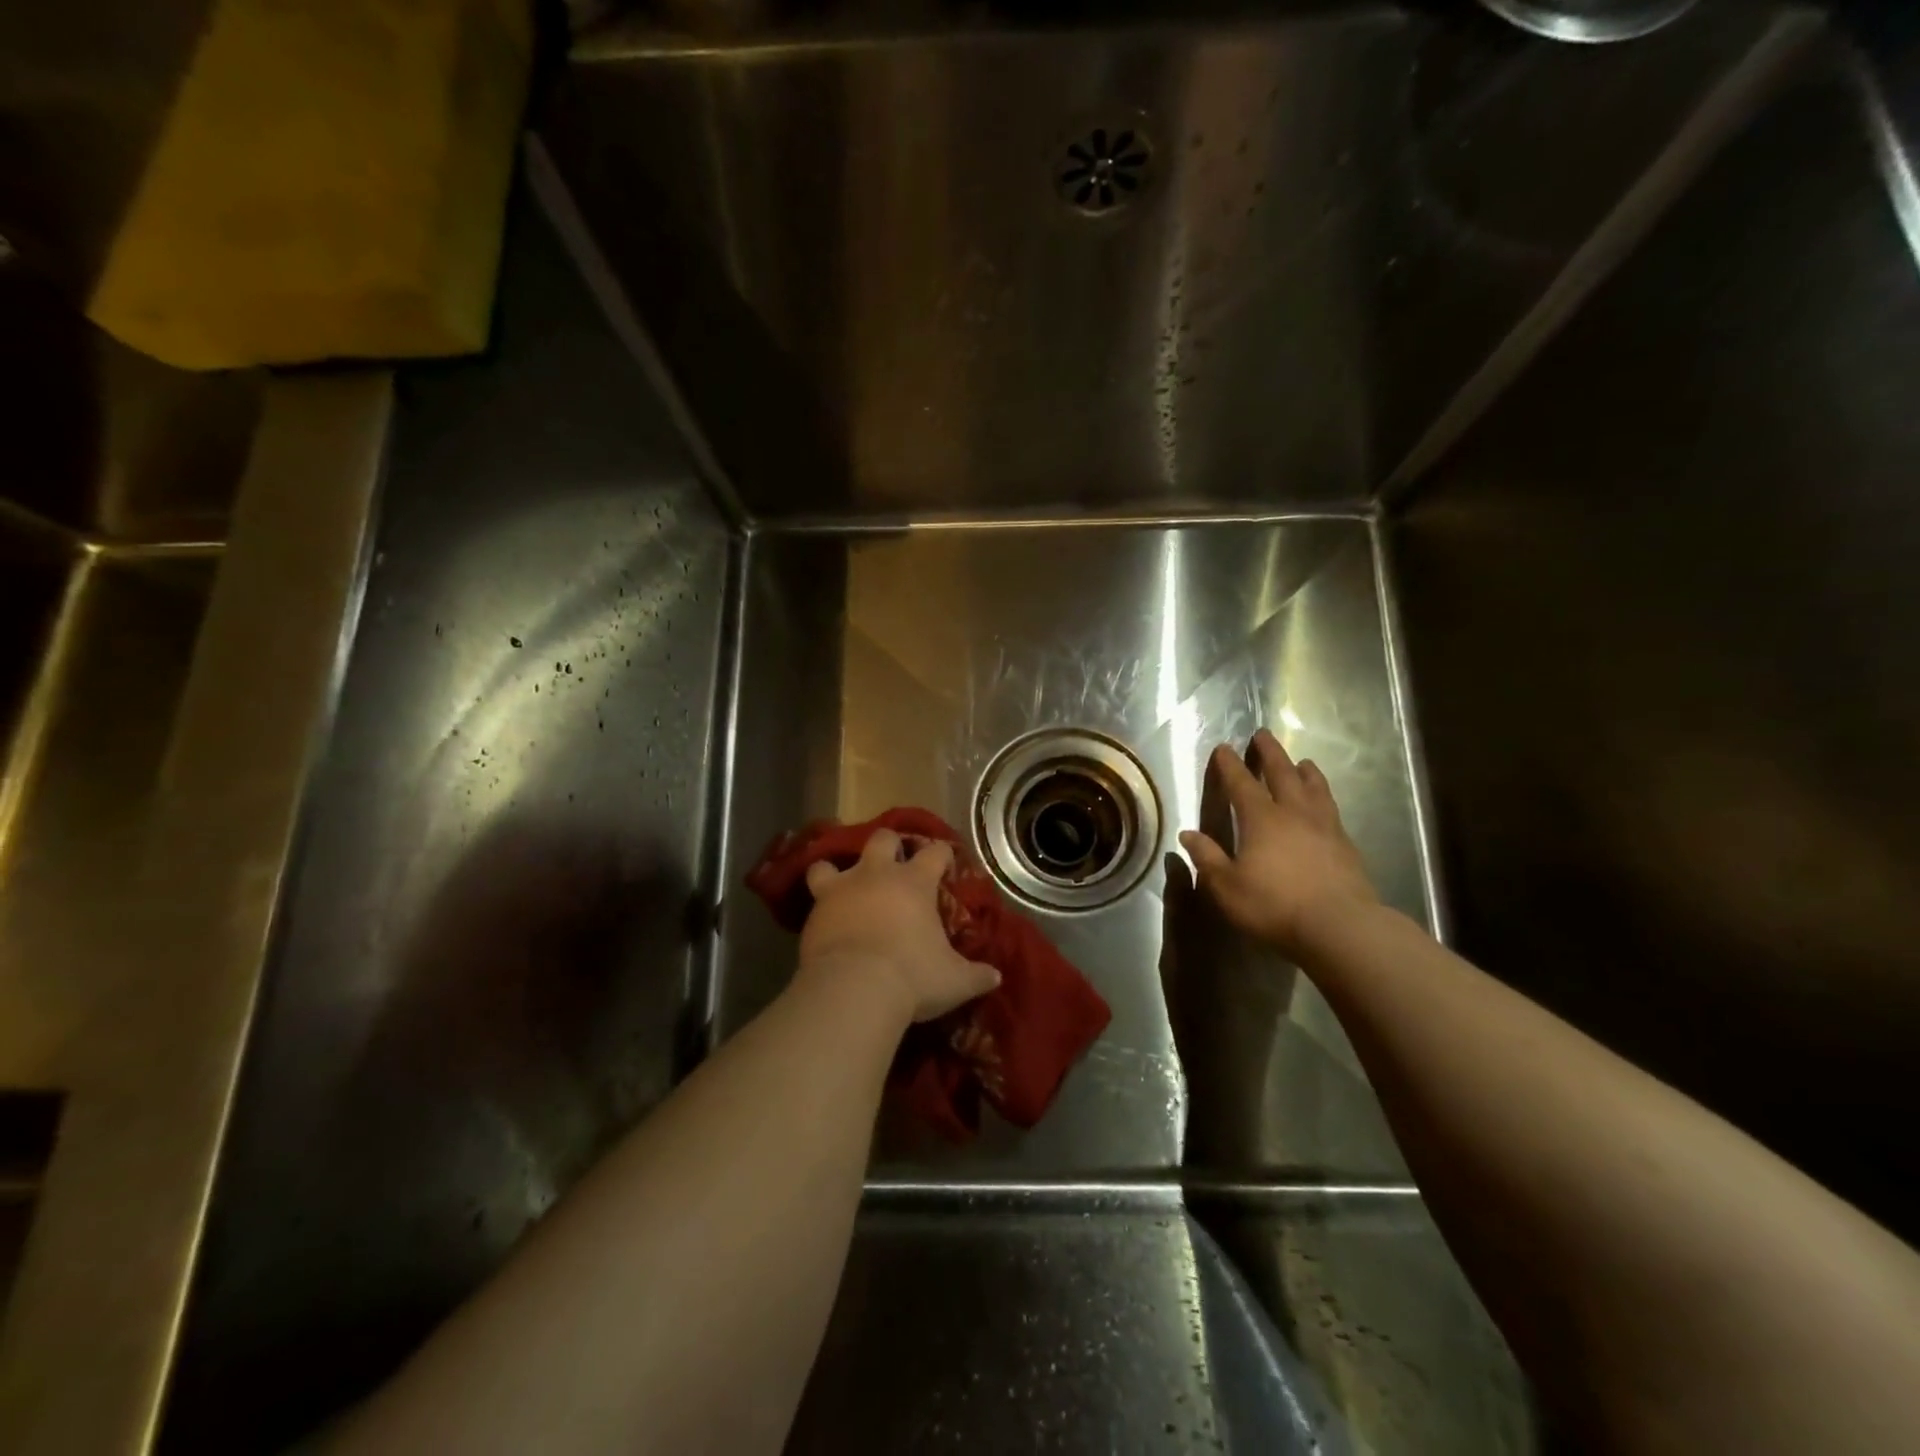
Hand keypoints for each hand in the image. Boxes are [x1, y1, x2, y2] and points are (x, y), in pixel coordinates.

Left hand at [798, 829, 1001, 1023]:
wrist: (854, 989)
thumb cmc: (912, 977)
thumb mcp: (954, 981)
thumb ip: (976, 975)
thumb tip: (995, 977)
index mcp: (915, 882)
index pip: (935, 852)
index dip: (942, 854)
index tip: (945, 862)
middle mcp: (877, 874)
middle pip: (882, 838)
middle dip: (889, 846)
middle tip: (894, 865)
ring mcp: (841, 889)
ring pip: (832, 861)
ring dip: (838, 870)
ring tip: (845, 886)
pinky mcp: (815, 911)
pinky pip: (813, 896)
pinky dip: (821, 904)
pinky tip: (826, 919)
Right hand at [1179, 729, 1379, 958]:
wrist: (1340, 926)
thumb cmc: (1274, 905)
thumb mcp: (1227, 886)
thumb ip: (1207, 858)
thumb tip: (1188, 834)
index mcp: (1261, 819)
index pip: (1241, 783)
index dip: (1230, 765)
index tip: (1224, 747)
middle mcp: (1293, 813)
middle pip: (1282, 773)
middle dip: (1270, 753)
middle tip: (1263, 734)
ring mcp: (1324, 827)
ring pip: (1314, 788)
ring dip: (1305, 771)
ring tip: (1302, 762)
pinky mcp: (1345, 845)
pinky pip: (1332, 809)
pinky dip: (1324, 797)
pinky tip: (1325, 804)